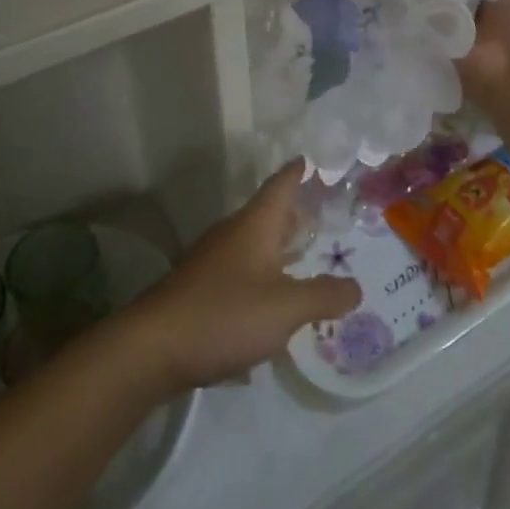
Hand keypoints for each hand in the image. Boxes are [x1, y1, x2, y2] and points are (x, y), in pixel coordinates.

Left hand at [125, 163, 360, 390]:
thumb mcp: (286, 308)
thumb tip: (356, 287)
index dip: (299, 171)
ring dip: (279, 250)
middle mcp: (233, 234)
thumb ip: (324, 295)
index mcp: (255, 225)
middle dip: (295, 215)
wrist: (152, 348)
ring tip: (306, 261)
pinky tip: (273, 308)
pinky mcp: (200, 290)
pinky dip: (262, 280)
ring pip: (254, 246)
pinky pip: (241, 274)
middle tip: (325, 218)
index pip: (281, 184)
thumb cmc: (224, 314)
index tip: (314, 160)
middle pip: (269, 215)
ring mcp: (212, 261)